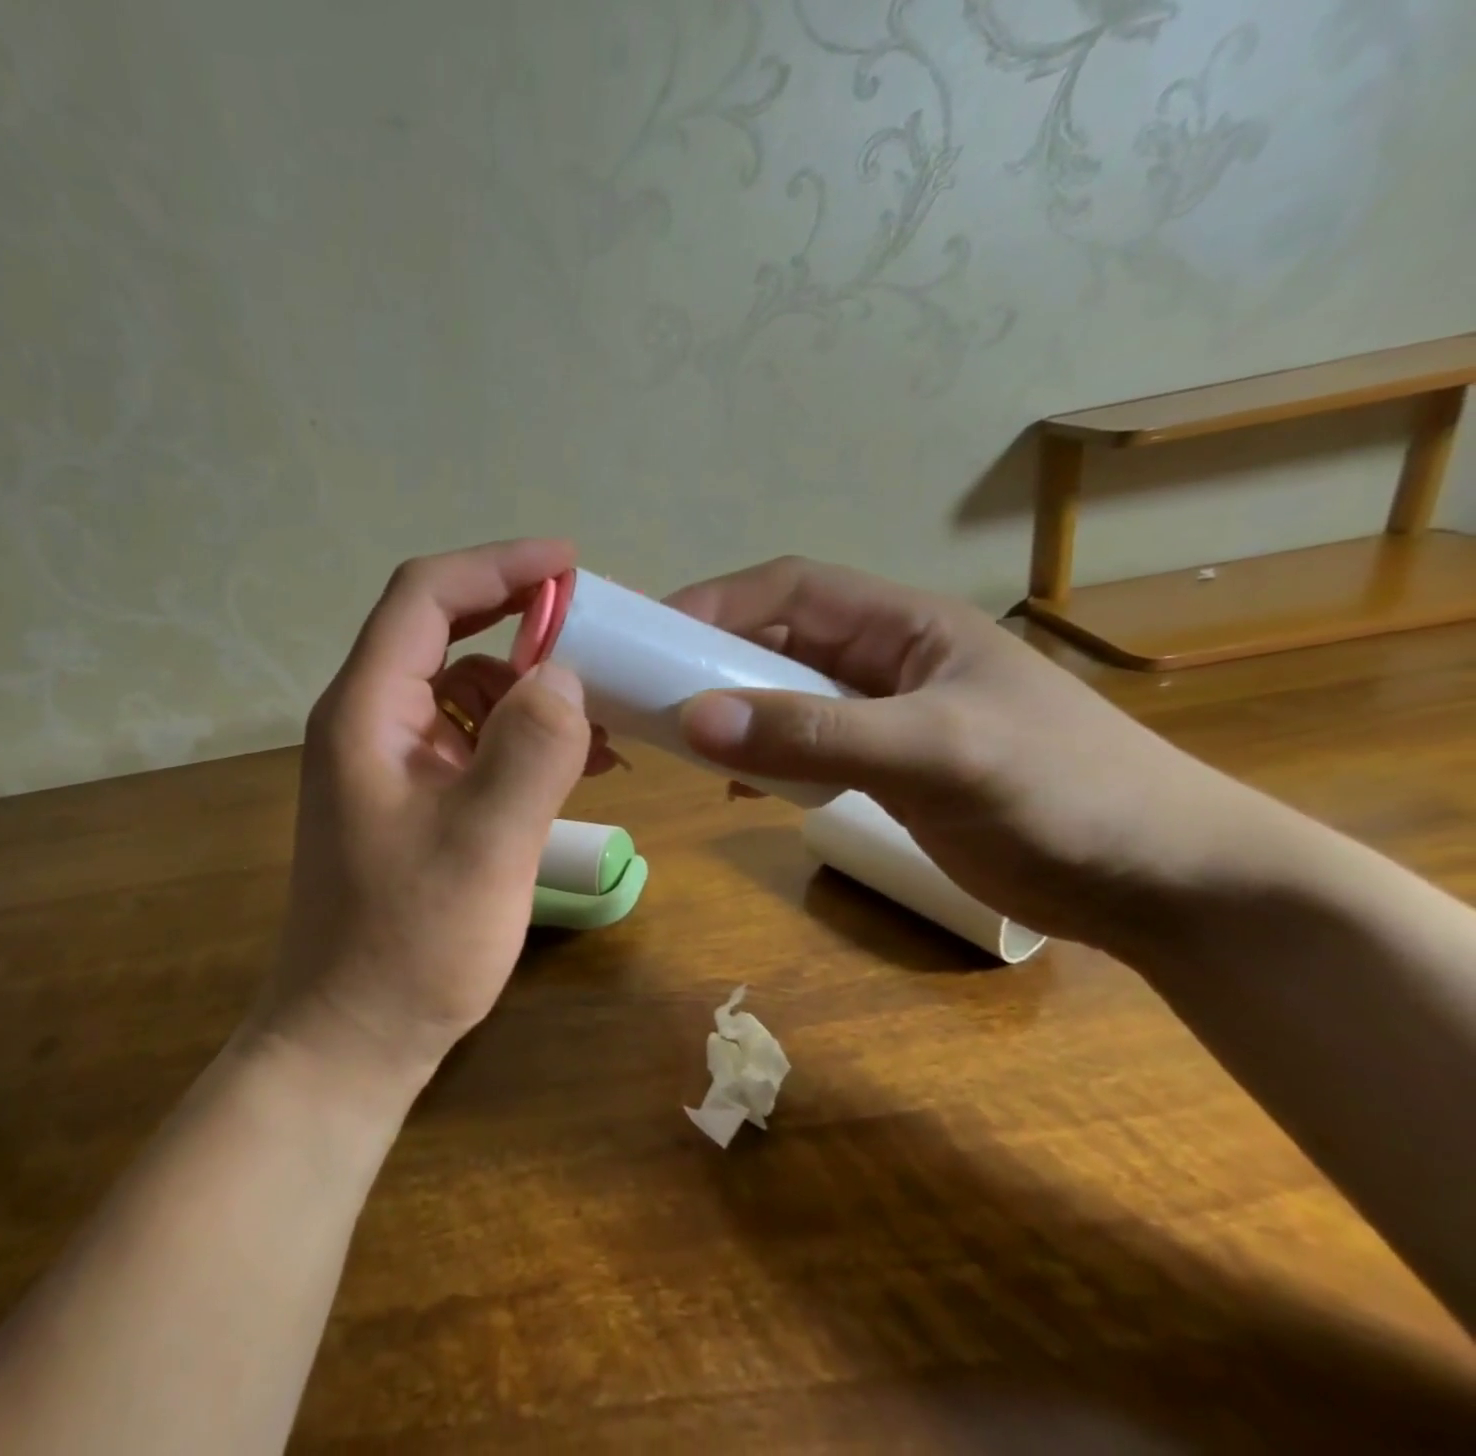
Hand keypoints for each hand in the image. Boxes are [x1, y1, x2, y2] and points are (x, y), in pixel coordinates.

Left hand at [257, 540, 602, 1089]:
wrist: (353, 1036)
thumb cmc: (409, 944)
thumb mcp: (485, 846)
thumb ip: (531, 749)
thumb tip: (566, 675)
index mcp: (366, 711)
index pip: (425, 597)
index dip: (497, 567)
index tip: (569, 565)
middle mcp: (370, 720)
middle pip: (444, 633)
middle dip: (521, 622)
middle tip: (595, 631)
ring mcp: (390, 760)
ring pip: (465, 688)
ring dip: (529, 689)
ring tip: (599, 717)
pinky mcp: (413, 796)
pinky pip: (471, 739)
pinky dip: (521, 736)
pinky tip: (575, 764)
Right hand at [667, 557, 1255, 950]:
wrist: (1165, 886)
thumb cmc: (1064, 794)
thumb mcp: (936, 754)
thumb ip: (815, 736)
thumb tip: (693, 719)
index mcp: (902, 625)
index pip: (790, 588)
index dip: (717, 601)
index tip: (652, 638)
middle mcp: (884, 660)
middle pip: (776, 641)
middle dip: (710, 661)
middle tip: (646, 697)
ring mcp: (882, 717)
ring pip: (782, 697)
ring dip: (731, 713)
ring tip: (679, 743)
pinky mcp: (883, 769)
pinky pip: (801, 749)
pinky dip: (761, 760)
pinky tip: (736, 788)